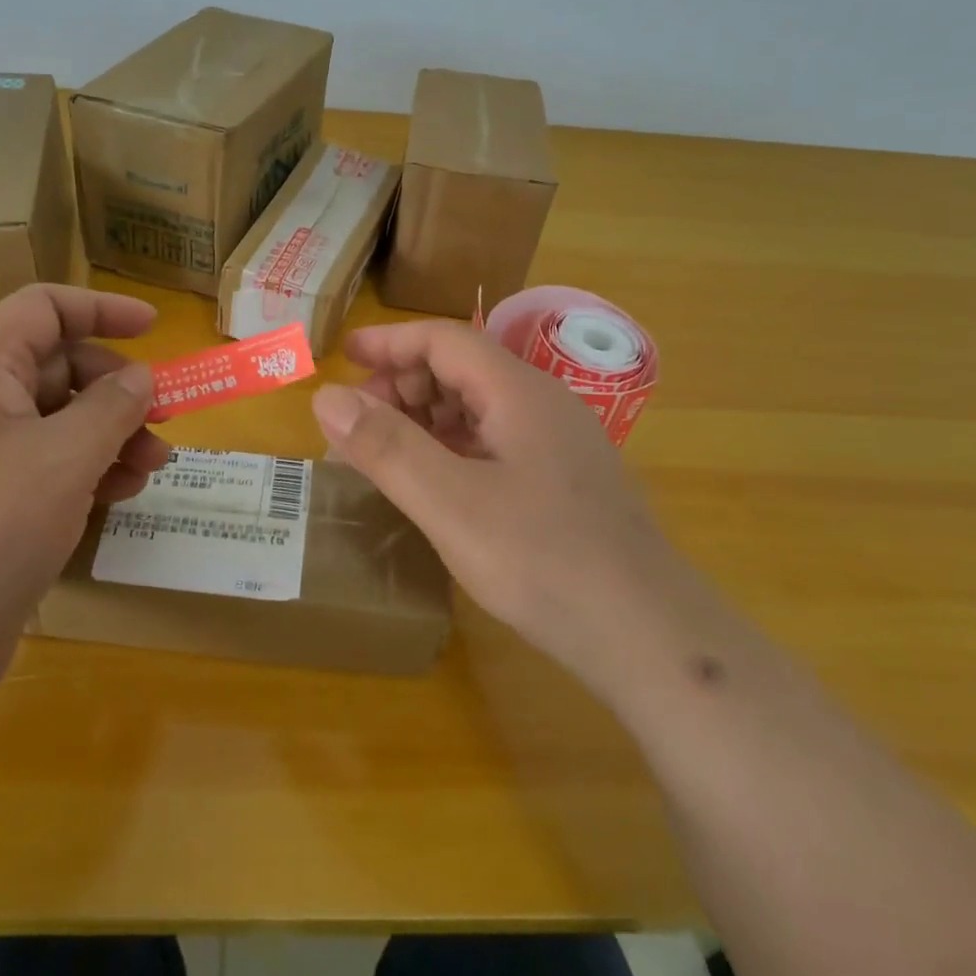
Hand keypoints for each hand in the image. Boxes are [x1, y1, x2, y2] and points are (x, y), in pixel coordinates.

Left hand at [0, 285, 167, 717]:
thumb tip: (141, 377)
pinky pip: (48, 469)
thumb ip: (112, 406)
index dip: (100, 308)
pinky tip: (122, 494)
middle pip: (58, 369)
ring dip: (112, 435)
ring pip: (59, 424)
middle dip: (117, 389)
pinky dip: (90, 472)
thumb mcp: (65, 458)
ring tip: (153, 466)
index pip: (42, 310)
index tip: (154, 328)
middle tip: (163, 419)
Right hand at [311, 321, 668, 690]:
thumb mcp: (450, 503)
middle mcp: (542, 405)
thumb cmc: (543, 560)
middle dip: (403, 385)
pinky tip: (434, 483)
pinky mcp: (563, 481)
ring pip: (479, 408)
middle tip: (357, 423)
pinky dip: (452, 449)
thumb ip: (386, 447)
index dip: (390, 342)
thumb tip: (327, 397)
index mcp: (519, 392)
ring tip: (384, 453)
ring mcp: (558, 444)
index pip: (445, 340)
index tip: (344, 357)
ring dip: (425, 418)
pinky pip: (495, 443)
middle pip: (462, 369)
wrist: (648, 635)